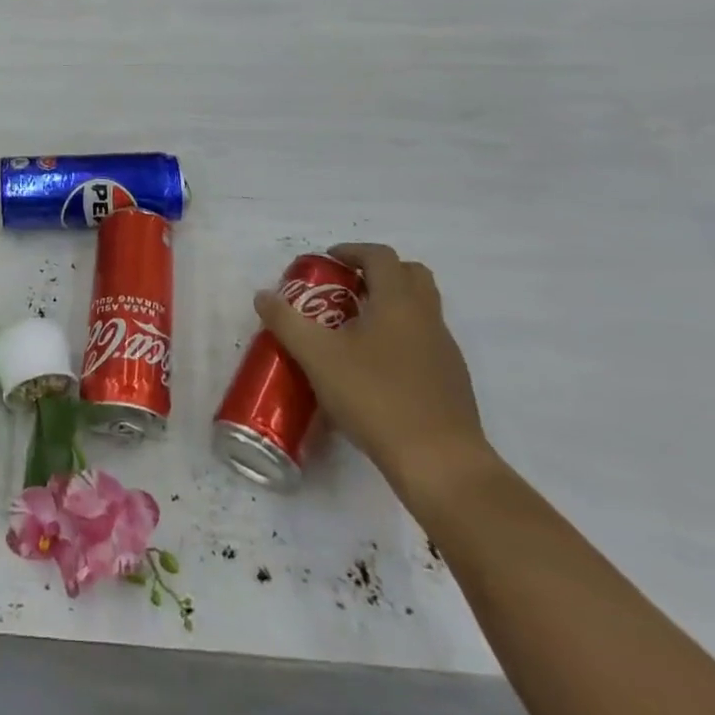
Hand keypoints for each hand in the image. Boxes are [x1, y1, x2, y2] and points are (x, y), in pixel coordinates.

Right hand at [255, 243, 490, 499]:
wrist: (439, 462)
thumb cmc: (375, 397)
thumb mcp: (318, 357)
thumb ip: (287, 322)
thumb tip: (263, 296)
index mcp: (398, 302)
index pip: (380, 256)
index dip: (352, 251)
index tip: (328, 260)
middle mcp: (427, 317)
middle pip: (411, 275)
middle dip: (378, 273)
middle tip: (347, 289)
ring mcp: (445, 351)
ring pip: (421, 309)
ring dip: (391, 306)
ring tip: (356, 329)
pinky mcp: (451, 382)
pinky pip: (425, 341)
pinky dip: (402, 337)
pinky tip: (376, 368)